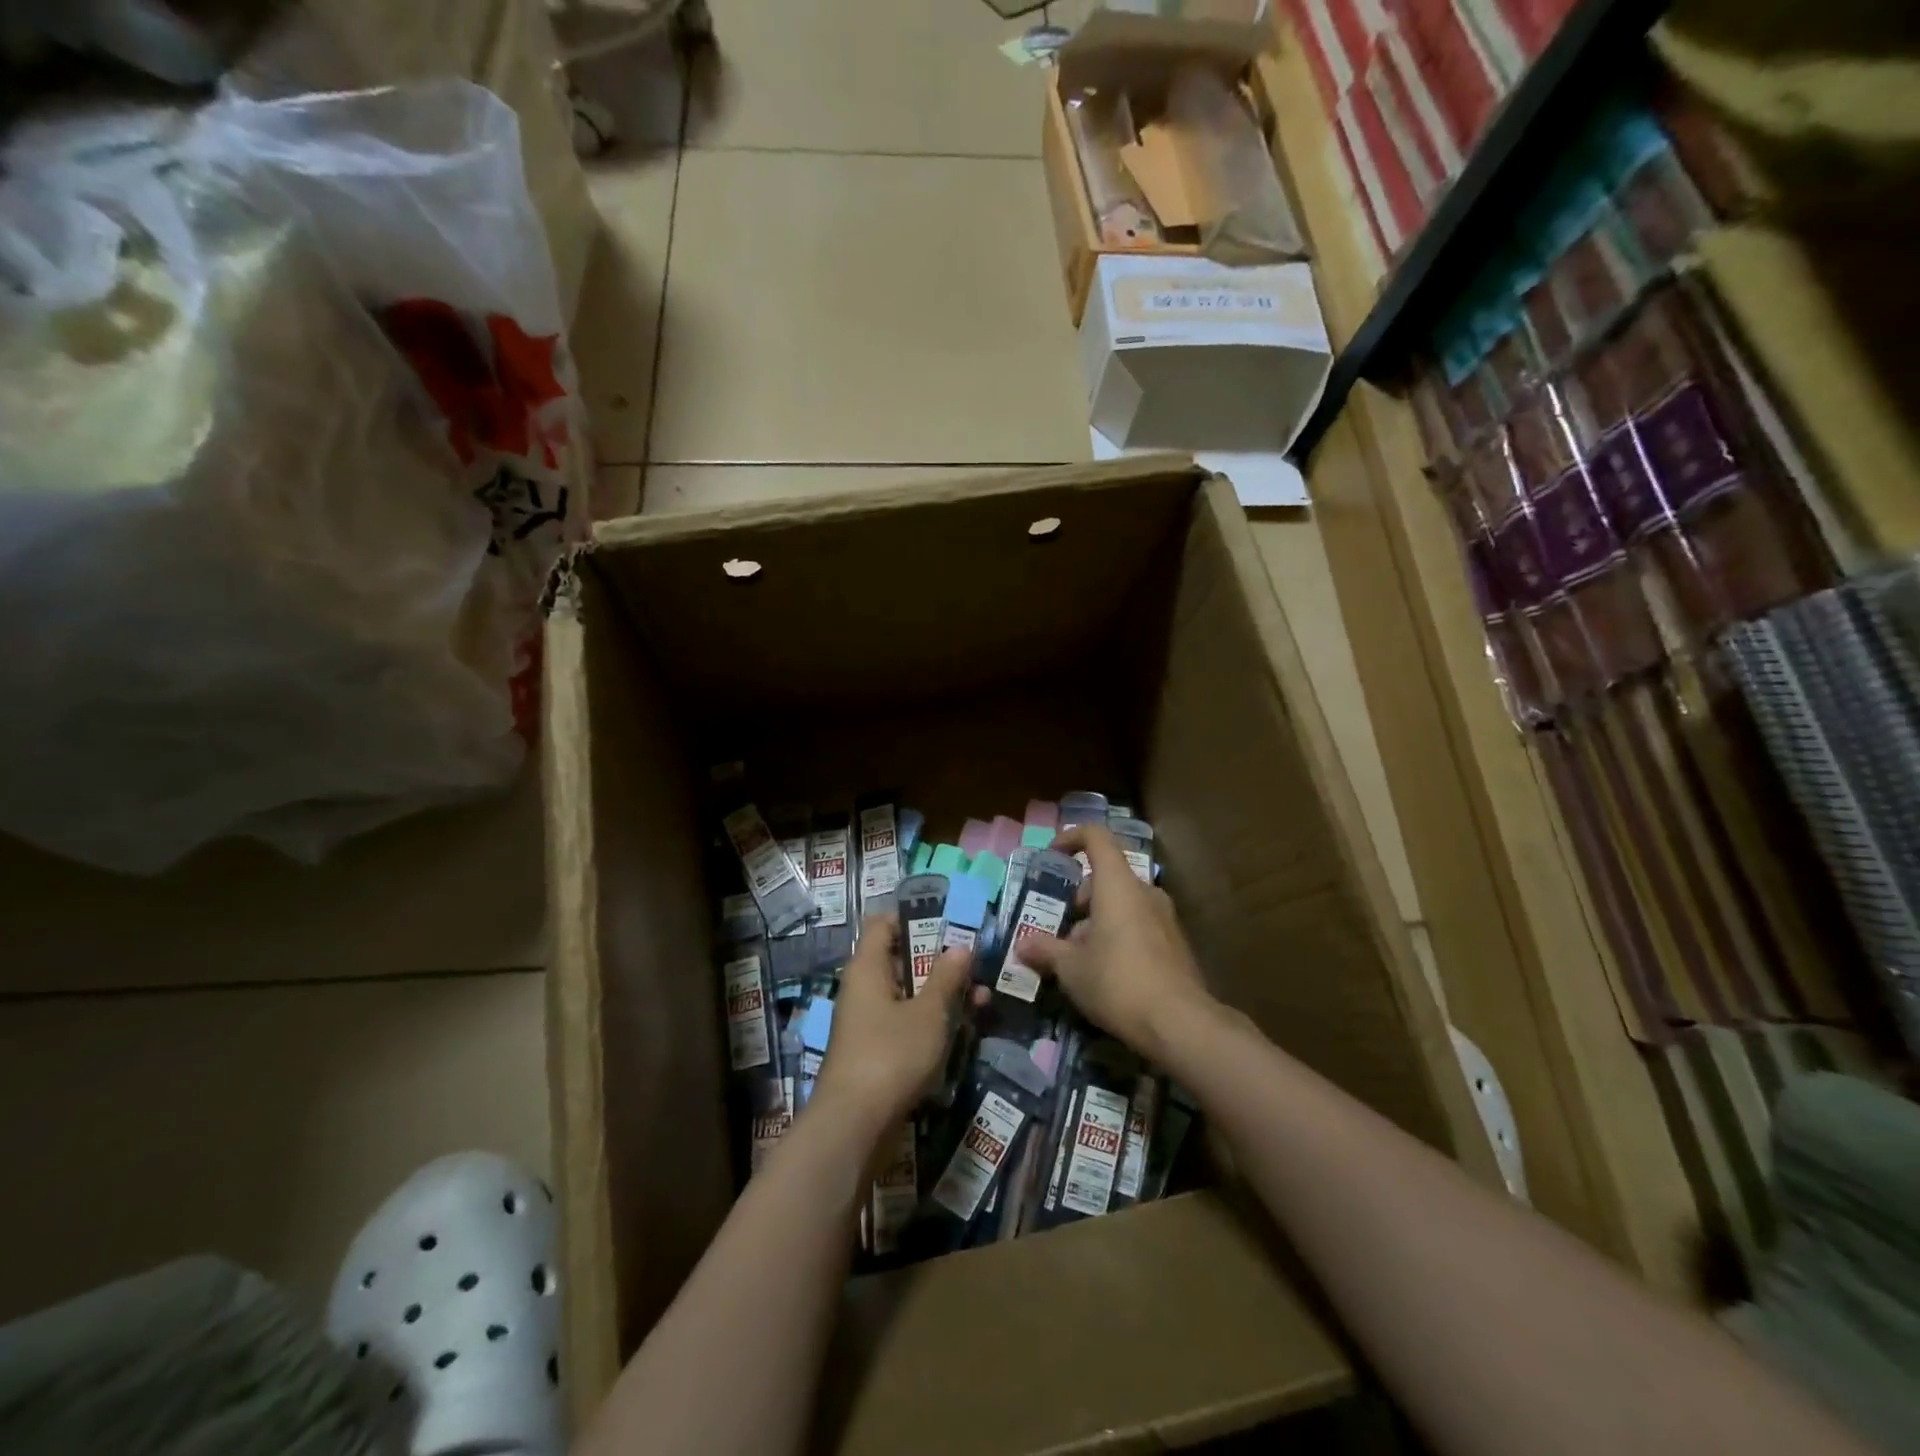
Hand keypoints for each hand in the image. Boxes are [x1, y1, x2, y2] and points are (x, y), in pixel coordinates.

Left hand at [810, 916, 972, 1130]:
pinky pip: (905, 1023)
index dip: (913, 917)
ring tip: (982, 1000)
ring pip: (907, 995)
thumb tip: (960, 946)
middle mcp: (863, 988)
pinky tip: (962, 1031)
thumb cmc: (891, 1055)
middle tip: (976, 965)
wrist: (854, 1126)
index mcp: (868, 967)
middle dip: (939, 962)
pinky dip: (930, 1022)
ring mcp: (867, 1022)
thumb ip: (946, 978)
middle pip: (901, 960)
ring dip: (941, 995)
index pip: (883, 924)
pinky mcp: (874, 1051)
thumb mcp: (929, 1013)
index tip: (948, 922)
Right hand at [1016, 826, 1214, 1062]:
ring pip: (1123, 905)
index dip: (1072, 838)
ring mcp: (1165, 919)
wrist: (1180, 1024)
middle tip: (1058, 927)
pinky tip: (1105, 973)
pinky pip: (1139, 926)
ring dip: (1097, 921)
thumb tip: (1022, 945)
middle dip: (1079, 897)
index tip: (1053, 855)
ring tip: (1077, 957)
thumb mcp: (1071, 969)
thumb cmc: (1117, 982)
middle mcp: (1145, 893)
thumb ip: (1045, 951)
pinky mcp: (1175, 945)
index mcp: (1118, 885)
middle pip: (1108, 877)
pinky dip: (1118, 936)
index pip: (1097, 838)